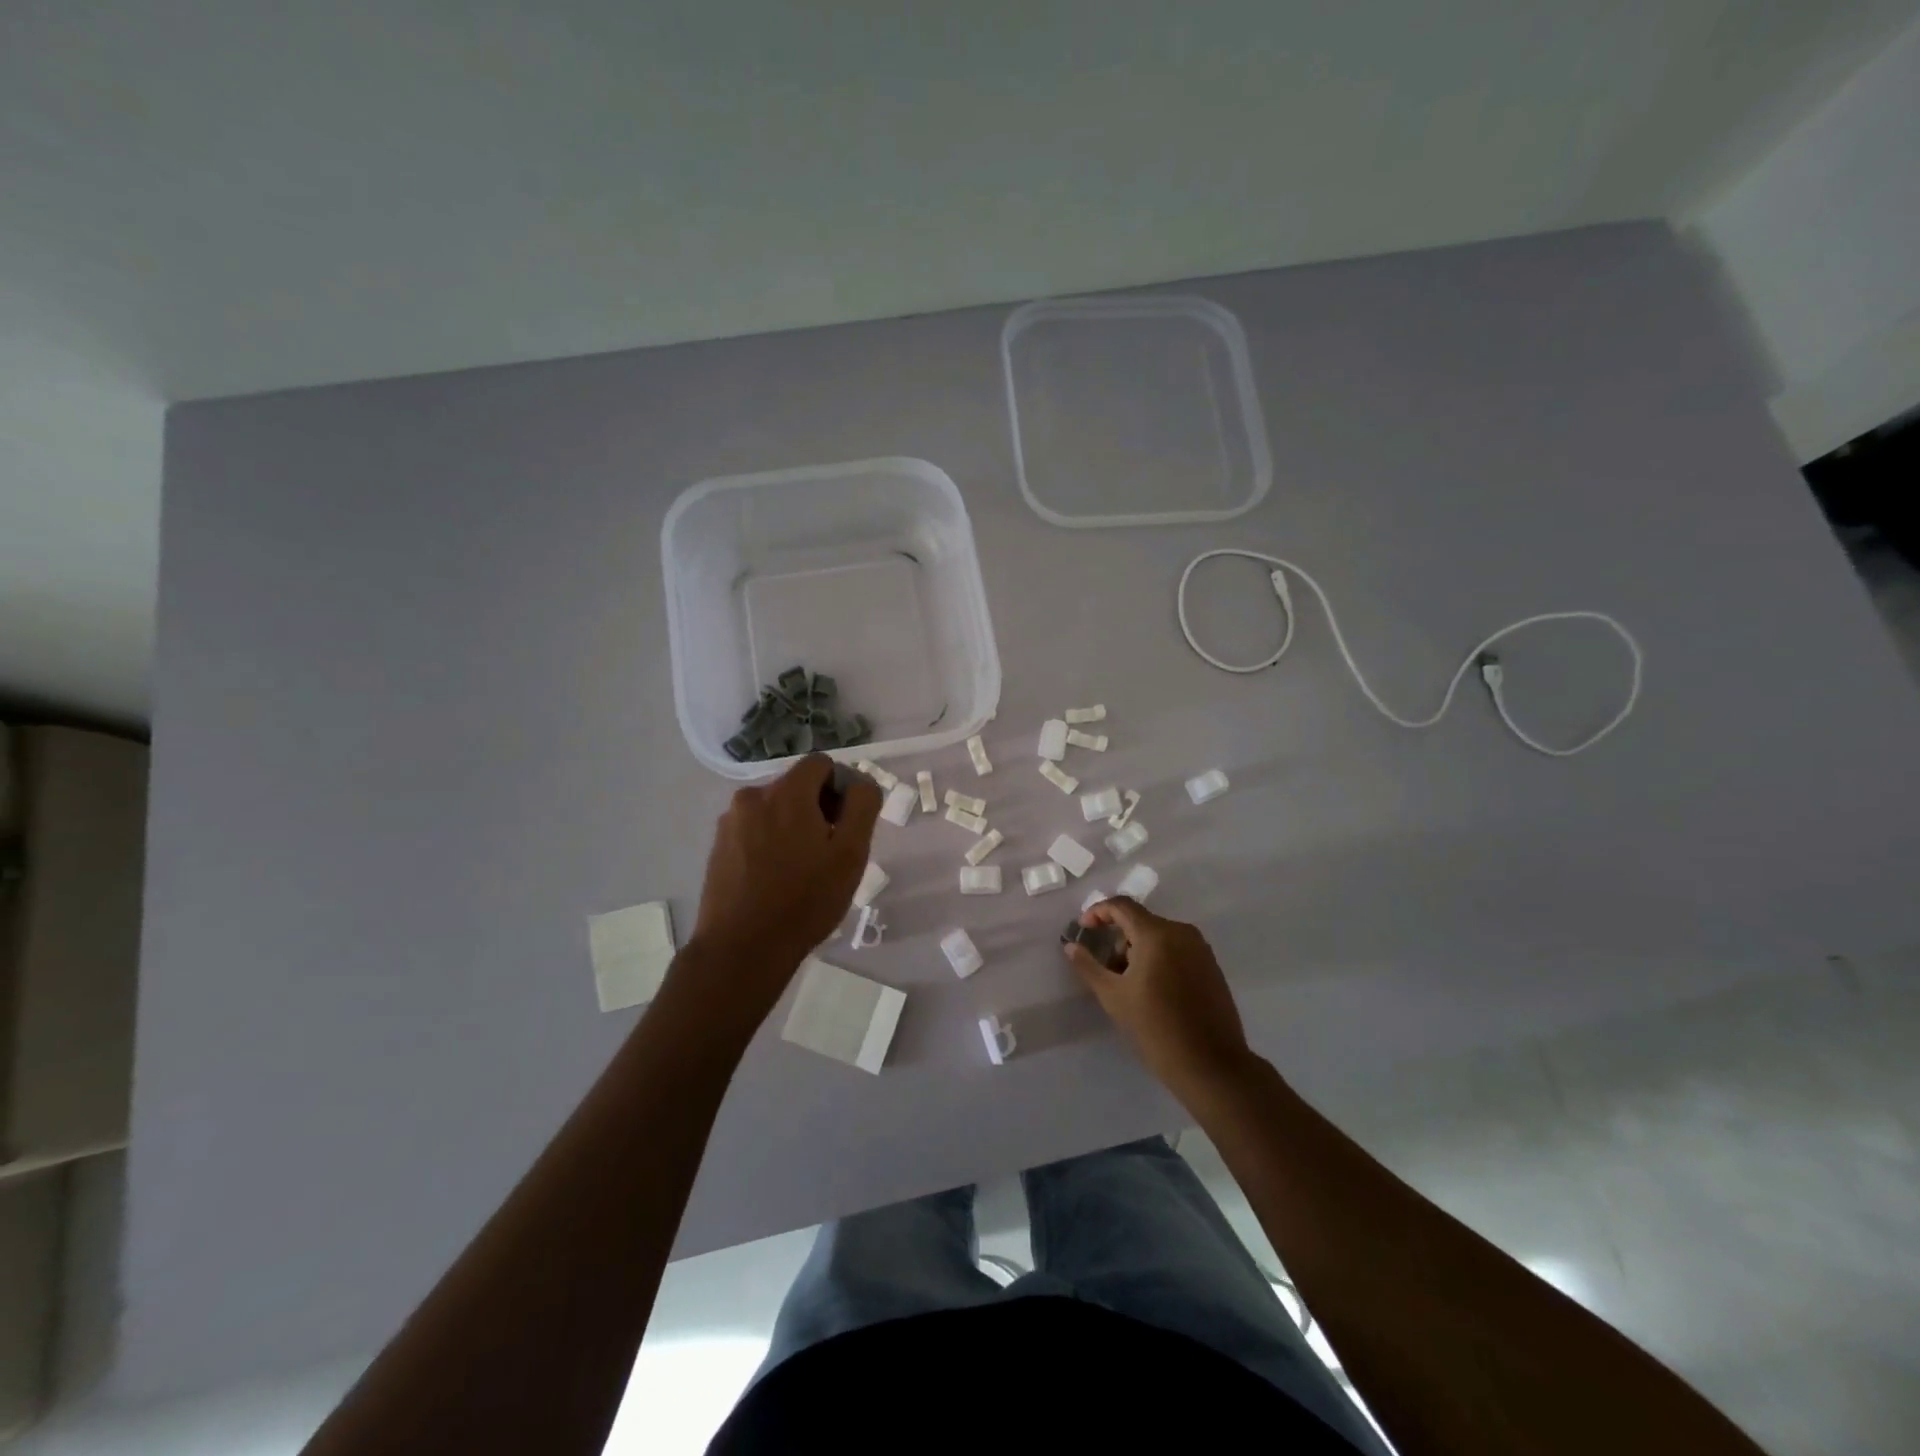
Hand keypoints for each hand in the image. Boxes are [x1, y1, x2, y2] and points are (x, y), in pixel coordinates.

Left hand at [683, 755, 881, 1020]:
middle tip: (828, 853)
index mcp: (786, 792)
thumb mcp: (850, 853)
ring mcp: (730, 822)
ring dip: (792, 827)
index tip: (846, 825)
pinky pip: (754, 831)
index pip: (821, 764)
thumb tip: (861, 782)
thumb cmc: (805, 900)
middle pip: (796, 786)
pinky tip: (776, 879)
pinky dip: (769, 843)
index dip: (841, 787)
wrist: (742, 949)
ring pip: (774, 810)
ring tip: (801, 870)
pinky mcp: (718, 847)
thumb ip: (862, 805)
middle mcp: (753, 796)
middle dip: (817, 809)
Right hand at [1064, 898, 1253, 1099]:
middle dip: (1118, 939)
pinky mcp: (1211, 966)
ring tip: (1128, 985)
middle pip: (1140, 921)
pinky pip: (1177, 949)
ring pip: (1159, 936)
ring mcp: (1200, 949)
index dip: (1098, 912)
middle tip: (1106, 969)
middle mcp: (1181, 932)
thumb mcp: (1113, 996)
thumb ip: (1088, 966)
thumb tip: (1071, 946)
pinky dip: (1159, 959)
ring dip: (1137, 950)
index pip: (1121, 906)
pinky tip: (1153, 990)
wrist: (1211, 1065)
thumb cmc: (1156, 1028)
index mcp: (1157, 934)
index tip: (1083, 929)